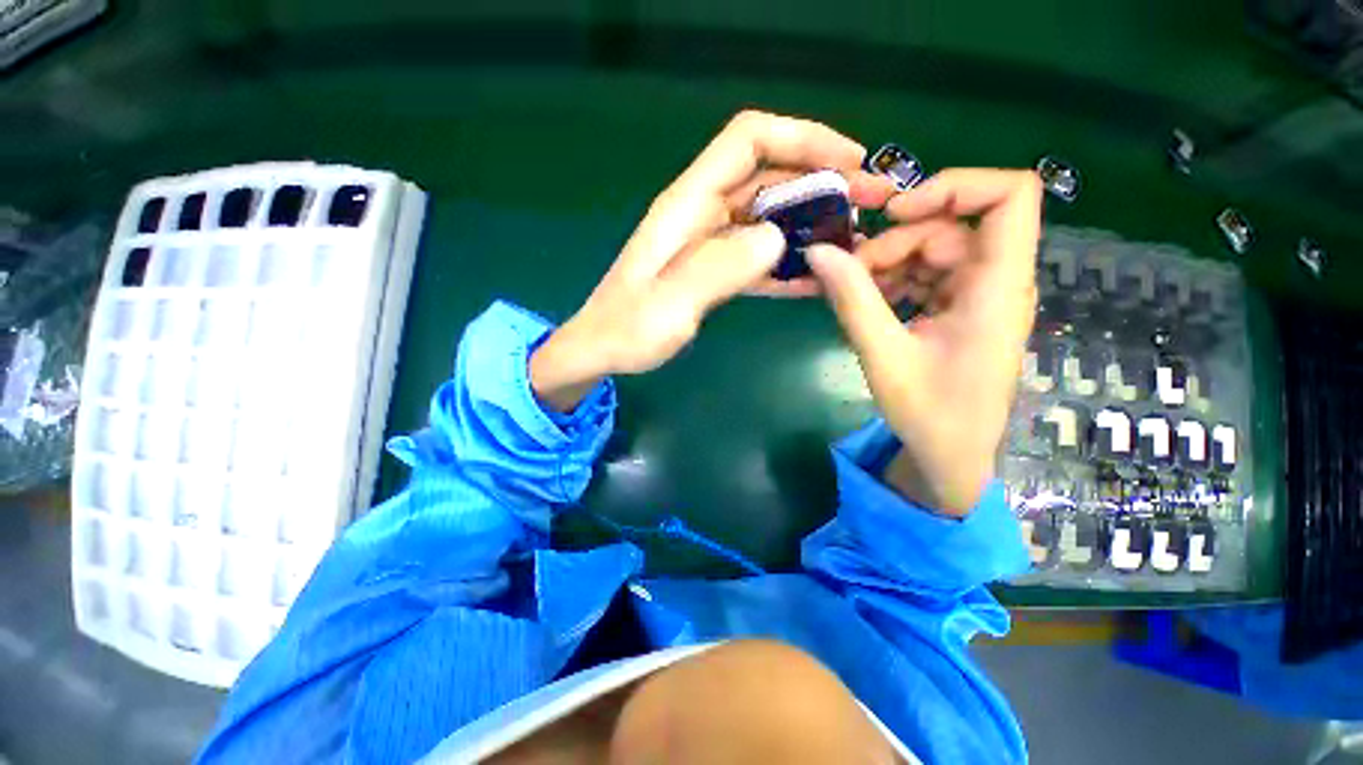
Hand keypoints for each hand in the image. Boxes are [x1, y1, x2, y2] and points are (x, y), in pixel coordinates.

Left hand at [530, 110, 889, 411]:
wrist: (603, 350)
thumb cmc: (627, 329)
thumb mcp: (670, 303)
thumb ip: (720, 267)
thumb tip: (774, 238)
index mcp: (686, 206)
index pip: (748, 141)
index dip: (801, 138)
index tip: (849, 160)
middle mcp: (701, 214)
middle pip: (768, 176)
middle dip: (822, 181)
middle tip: (870, 206)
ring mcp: (709, 242)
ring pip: (769, 216)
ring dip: (811, 224)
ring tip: (854, 243)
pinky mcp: (713, 269)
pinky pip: (758, 255)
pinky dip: (788, 261)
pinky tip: (816, 277)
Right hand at [806, 169, 1042, 515]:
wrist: (950, 457)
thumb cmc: (929, 414)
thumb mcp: (884, 356)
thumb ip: (852, 300)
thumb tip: (817, 252)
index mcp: (997, 288)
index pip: (1010, 196)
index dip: (954, 186)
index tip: (894, 214)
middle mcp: (995, 281)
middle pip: (950, 226)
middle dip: (894, 242)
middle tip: (847, 273)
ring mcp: (976, 296)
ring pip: (932, 250)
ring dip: (886, 264)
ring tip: (851, 293)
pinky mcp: (958, 310)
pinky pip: (925, 275)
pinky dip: (892, 282)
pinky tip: (867, 304)